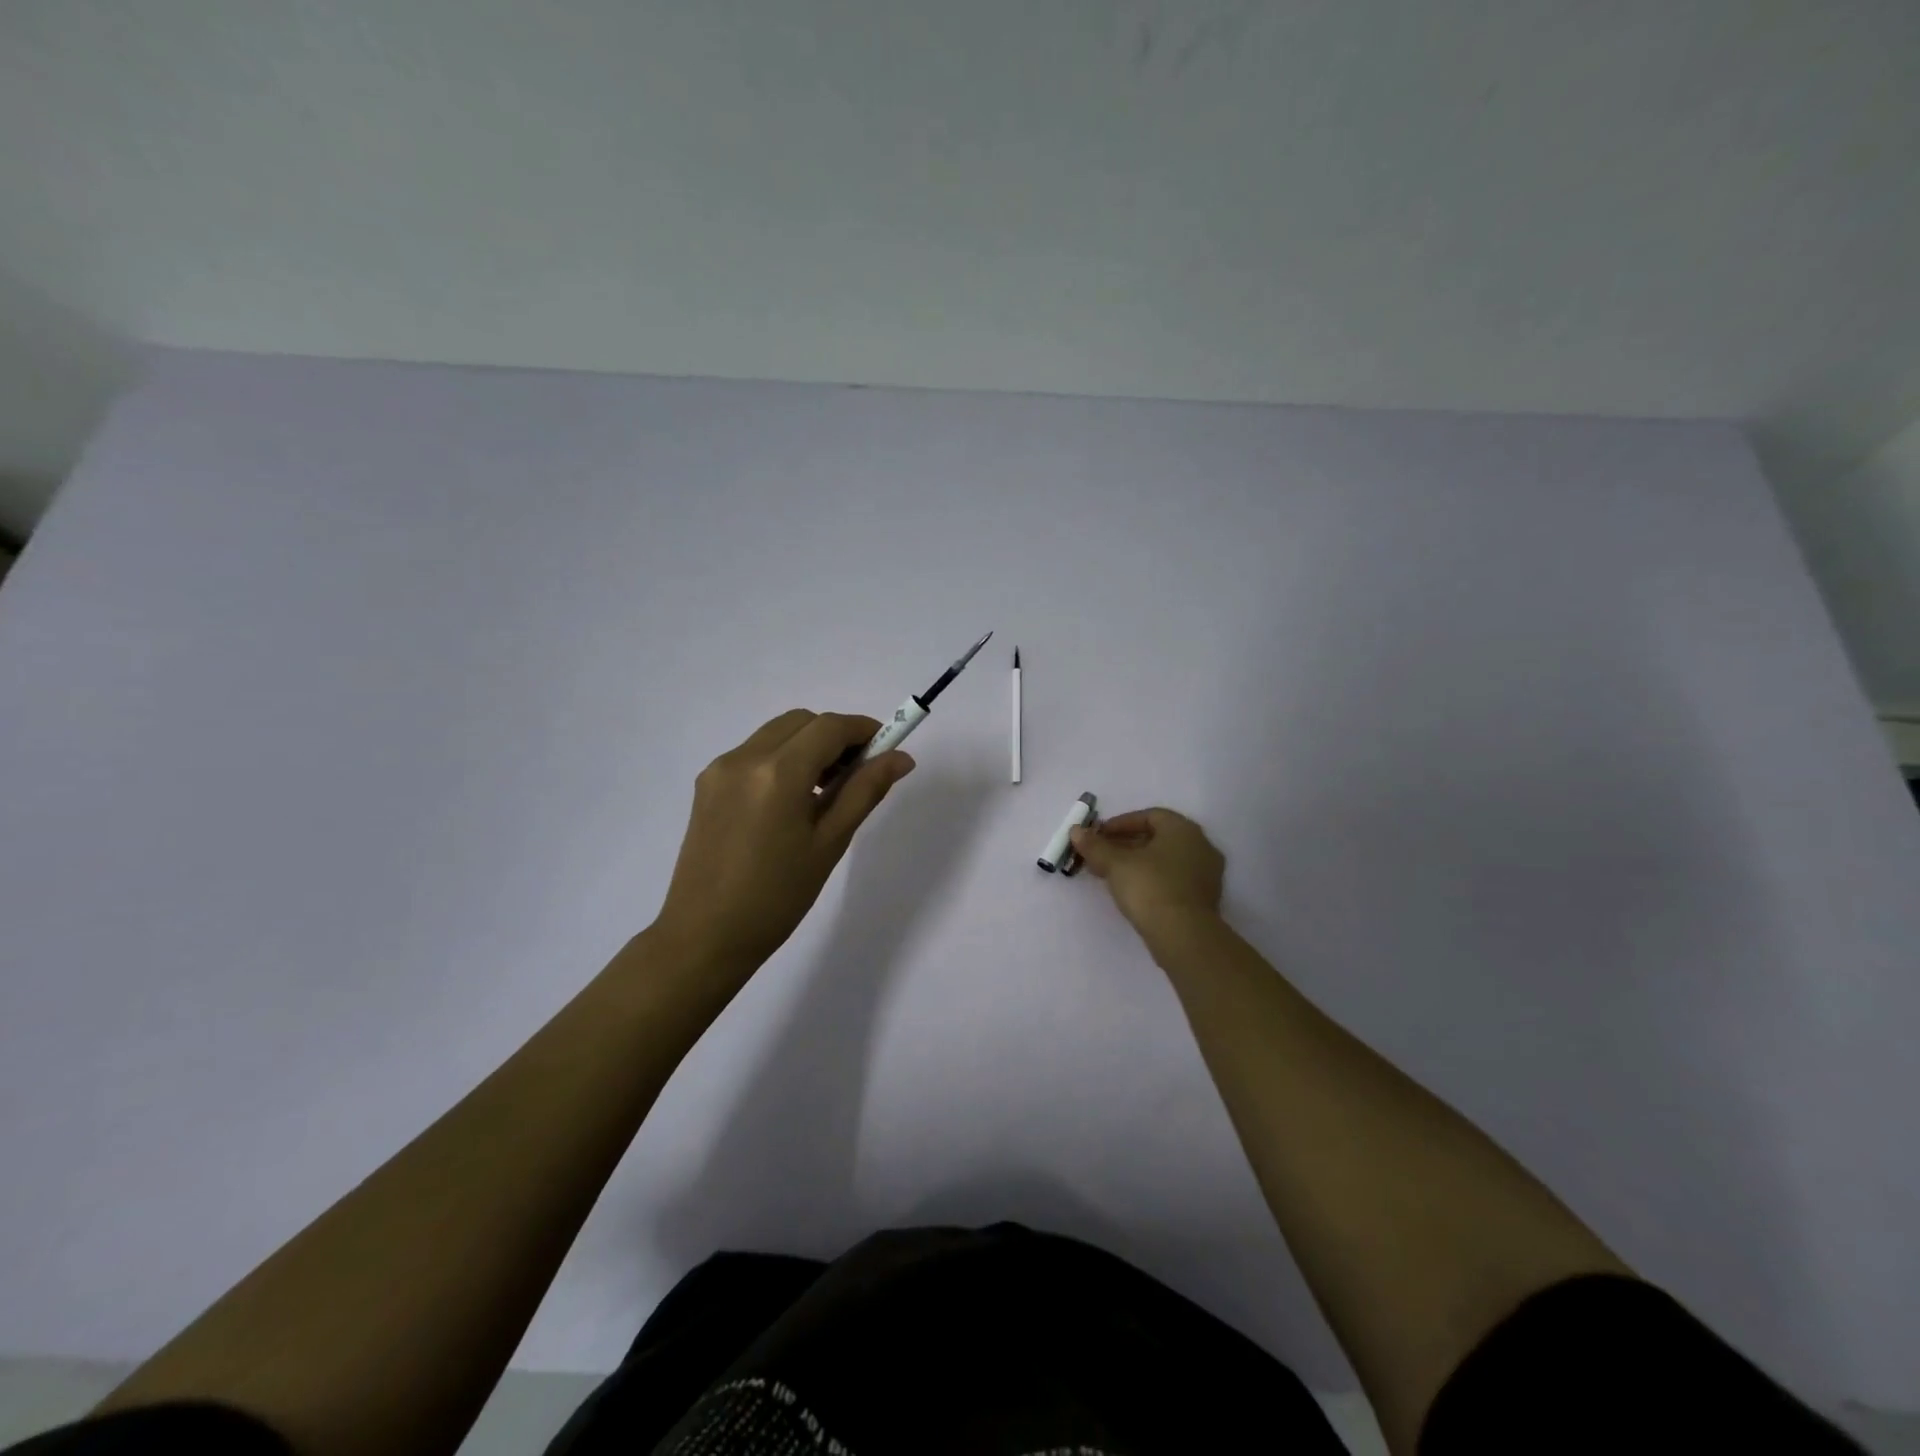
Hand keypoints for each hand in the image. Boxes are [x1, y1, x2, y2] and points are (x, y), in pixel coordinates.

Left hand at [652, 710, 914, 970]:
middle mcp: (744, 758)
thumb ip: (864, 791)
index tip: (887, 749)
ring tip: (826, 791)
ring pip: (776, 734)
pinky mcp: (706, 785)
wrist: (705, 937)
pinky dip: (782, 760)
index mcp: (778, 773)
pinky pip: (753, 754)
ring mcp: (720, 769)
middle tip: (858, 774)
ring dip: (808, 746)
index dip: (864, 730)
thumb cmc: (777, 897)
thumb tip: (900, 758)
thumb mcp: (829, 843)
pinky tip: (791, 802)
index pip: (830, 727)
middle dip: (835, 736)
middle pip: (802, 722)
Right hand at [1069, 808, 1224, 933]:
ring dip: (1137, 863)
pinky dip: (1152, 879)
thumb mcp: (1115, 864)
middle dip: (1126, 844)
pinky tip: (1132, 891)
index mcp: (1183, 829)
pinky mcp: (1204, 899)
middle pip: (1158, 838)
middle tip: (1100, 855)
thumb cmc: (1150, 887)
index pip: (1149, 816)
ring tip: (1110, 874)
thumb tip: (1076, 831)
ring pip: (1165, 860)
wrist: (1184, 936)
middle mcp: (1201, 845)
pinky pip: (1174, 879)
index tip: (1099, 836)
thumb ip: (1095, 845)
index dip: (1120, 823)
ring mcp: (1207, 874)